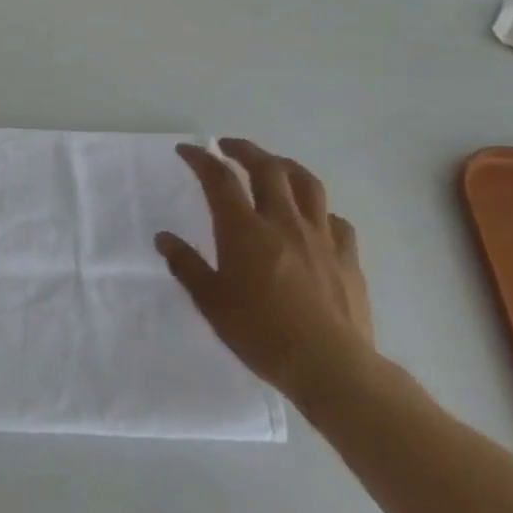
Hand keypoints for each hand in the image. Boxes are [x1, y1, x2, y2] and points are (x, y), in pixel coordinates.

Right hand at [156, 138, 375, 405]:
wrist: (331, 366)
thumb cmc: (260, 333)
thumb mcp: (210, 301)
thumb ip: (186, 265)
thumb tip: (164, 238)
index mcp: (244, 230)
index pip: (219, 179)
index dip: (201, 159)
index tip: (187, 150)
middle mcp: (283, 223)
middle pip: (267, 168)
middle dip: (245, 150)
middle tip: (228, 146)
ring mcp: (320, 237)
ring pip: (307, 184)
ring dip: (285, 166)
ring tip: (272, 165)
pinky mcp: (347, 257)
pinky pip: (335, 220)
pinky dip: (319, 209)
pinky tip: (312, 219)